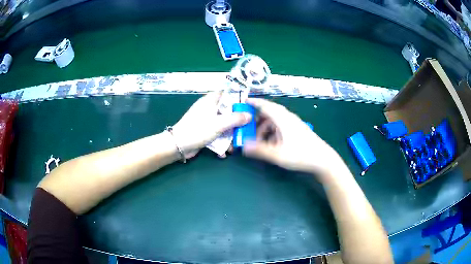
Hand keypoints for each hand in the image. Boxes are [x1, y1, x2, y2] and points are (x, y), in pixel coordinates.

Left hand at [172, 92, 250, 158]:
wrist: (178, 145)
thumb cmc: (198, 130)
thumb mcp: (219, 124)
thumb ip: (235, 119)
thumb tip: (249, 115)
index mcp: (210, 101)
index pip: (226, 93)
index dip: (238, 97)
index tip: (248, 106)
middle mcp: (209, 108)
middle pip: (227, 110)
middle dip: (236, 121)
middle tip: (245, 128)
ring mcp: (206, 120)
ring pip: (223, 124)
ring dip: (230, 135)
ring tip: (234, 146)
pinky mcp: (204, 131)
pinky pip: (217, 133)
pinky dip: (221, 141)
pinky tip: (224, 151)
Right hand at [243, 98, 342, 175]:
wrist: (322, 159)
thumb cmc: (301, 154)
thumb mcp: (277, 154)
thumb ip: (259, 150)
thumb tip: (243, 147)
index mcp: (282, 119)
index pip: (265, 105)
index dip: (253, 102)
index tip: (243, 102)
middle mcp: (287, 118)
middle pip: (269, 113)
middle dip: (256, 120)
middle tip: (247, 128)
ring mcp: (293, 124)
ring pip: (274, 121)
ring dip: (264, 129)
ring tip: (258, 141)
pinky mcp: (296, 130)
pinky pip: (280, 127)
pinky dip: (272, 133)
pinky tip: (271, 144)